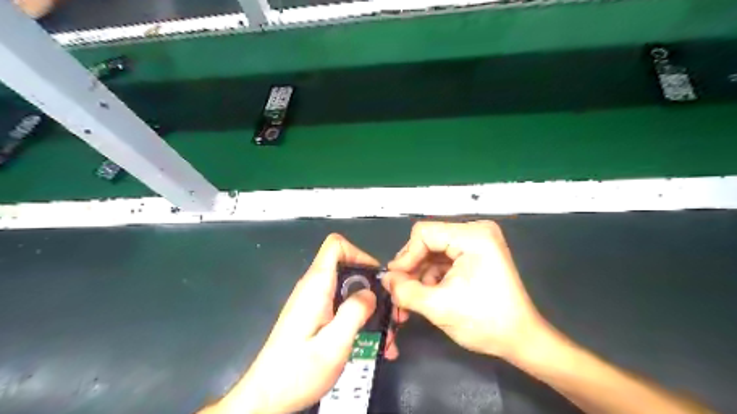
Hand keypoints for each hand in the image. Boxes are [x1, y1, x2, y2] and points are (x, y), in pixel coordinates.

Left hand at [201, 234, 397, 412]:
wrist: (266, 398)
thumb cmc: (297, 373)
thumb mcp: (333, 345)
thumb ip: (354, 313)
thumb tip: (370, 292)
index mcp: (316, 286)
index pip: (336, 245)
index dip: (359, 254)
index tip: (377, 278)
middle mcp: (313, 288)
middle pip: (347, 268)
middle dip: (372, 287)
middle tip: (390, 313)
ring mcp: (313, 302)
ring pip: (347, 289)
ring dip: (368, 308)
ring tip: (386, 335)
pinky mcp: (314, 315)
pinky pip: (340, 306)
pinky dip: (358, 318)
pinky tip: (371, 342)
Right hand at [386, 221, 546, 360]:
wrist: (521, 340)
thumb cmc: (485, 322)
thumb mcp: (439, 307)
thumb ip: (405, 291)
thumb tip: (385, 279)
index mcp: (473, 236)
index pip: (424, 233)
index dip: (405, 256)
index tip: (394, 281)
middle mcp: (475, 232)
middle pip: (428, 242)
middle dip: (411, 269)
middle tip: (398, 292)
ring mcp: (476, 243)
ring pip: (433, 254)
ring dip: (419, 276)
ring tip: (409, 301)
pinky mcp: (475, 256)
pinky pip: (443, 261)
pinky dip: (431, 278)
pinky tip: (425, 296)